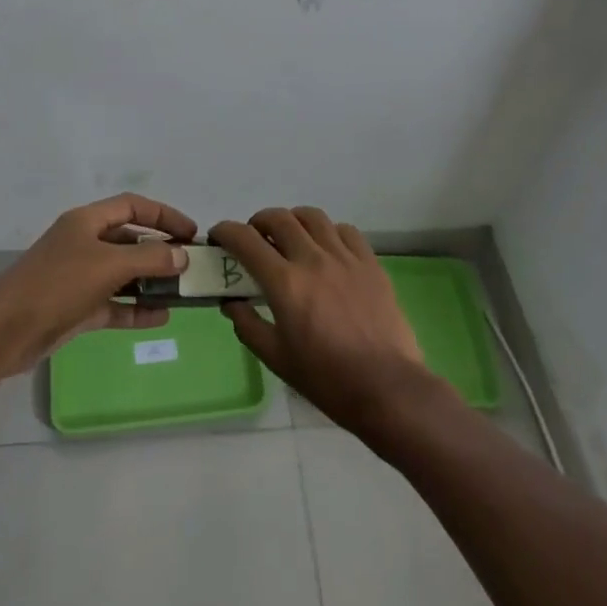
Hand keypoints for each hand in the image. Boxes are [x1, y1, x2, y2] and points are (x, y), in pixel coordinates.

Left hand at [0, 194, 195, 376]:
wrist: (6, 331)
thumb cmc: (58, 284)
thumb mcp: (108, 265)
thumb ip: (150, 257)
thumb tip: (182, 254)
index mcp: (86, 221)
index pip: (133, 206)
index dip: (164, 215)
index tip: (191, 233)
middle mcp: (83, 243)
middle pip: (129, 239)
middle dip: (160, 250)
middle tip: (191, 265)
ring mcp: (79, 277)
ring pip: (123, 273)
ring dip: (151, 281)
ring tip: (182, 292)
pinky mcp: (76, 308)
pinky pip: (114, 303)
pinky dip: (136, 308)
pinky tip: (161, 317)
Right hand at [211, 207, 447, 434]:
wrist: (386, 388)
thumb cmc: (326, 379)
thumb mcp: (276, 359)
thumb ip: (248, 325)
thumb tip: (232, 303)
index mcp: (285, 283)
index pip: (245, 240)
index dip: (226, 231)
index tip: (219, 236)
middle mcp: (312, 259)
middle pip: (278, 218)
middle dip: (258, 222)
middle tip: (254, 238)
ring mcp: (345, 257)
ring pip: (312, 217)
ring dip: (293, 220)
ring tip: (290, 237)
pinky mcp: (370, 263)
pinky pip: (345, 230)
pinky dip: (328, 231)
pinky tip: (327, 248)